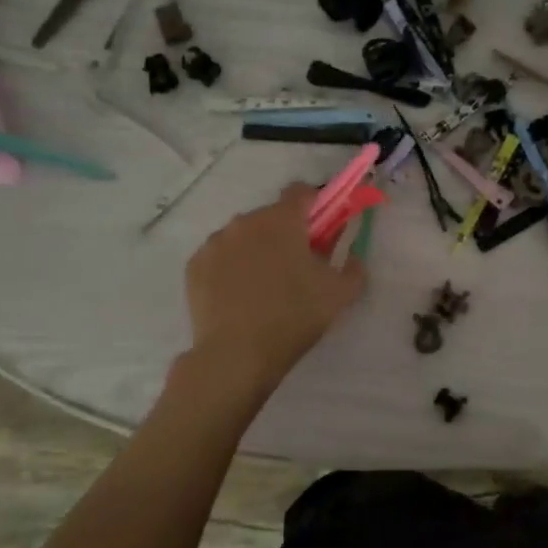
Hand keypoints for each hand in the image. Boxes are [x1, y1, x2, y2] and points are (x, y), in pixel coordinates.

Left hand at [183, 182, 365, 383]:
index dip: (315, 205)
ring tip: (264, 287)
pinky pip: (220, 257)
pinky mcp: (194, 265)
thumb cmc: (293, 318)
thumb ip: (353, 269)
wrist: (235, 355)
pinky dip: (231, 268)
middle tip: (296, 267)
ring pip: (243, 236)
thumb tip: (353, 258)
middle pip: (271, 216)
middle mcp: (245, 221)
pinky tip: (239, 297)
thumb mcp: (339, 295)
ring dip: (256, 250)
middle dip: (285, 234)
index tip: (322, 229)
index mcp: (281, 220)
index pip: (300, 191)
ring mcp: (215, 243)